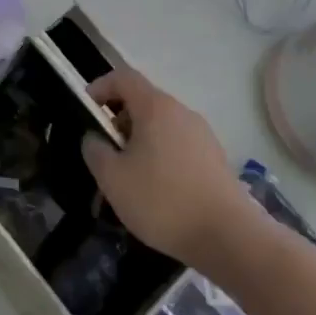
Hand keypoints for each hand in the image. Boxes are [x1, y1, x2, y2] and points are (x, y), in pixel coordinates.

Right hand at [82, 67, 245, 265]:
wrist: (229, 237)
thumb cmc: (163, 201)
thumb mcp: (112, 178)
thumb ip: (94, 151)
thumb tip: (94, 138)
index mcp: (155, 108)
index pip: (123, 77)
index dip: (99, 87)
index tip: (86, 111)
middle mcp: (181, 112)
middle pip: (142, 102)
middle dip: (118, 122)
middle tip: (105, 153)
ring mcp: (202, 135)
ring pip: (160, 127)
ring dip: (139, 142)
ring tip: (128, 178)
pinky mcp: (215, 159)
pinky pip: (177, 146)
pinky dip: (160, 157)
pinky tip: (156, 192)